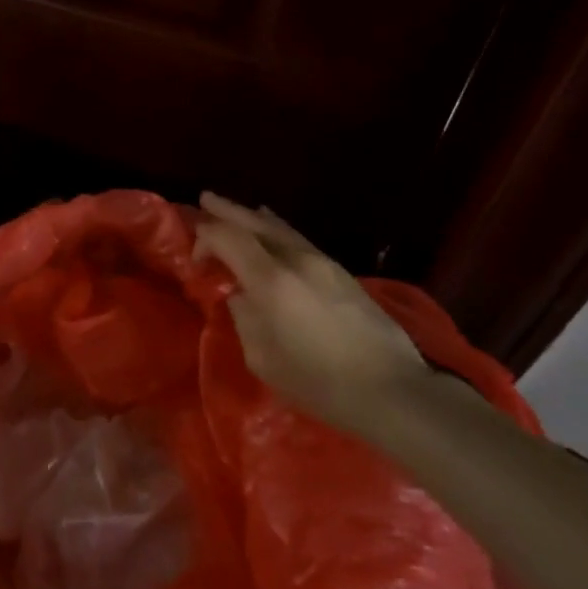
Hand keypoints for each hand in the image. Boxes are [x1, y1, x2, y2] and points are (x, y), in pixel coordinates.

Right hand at [194, 192, 431, 437]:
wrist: (391, 389)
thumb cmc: (319, 382)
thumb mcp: (264, 359)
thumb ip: (245, 319)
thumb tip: (242, 297)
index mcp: (271, 281)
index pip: (229, 238)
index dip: (206, 239)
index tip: (196, 260)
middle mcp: (296, 260)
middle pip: (255, 222)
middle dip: (227, 210)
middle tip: (205, 198)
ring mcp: (323, 263)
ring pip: (281, 228)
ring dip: (254, 217)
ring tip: (238, 210)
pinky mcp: (342, 273)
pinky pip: (299, 239)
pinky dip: (278, 229)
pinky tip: (275, 230)